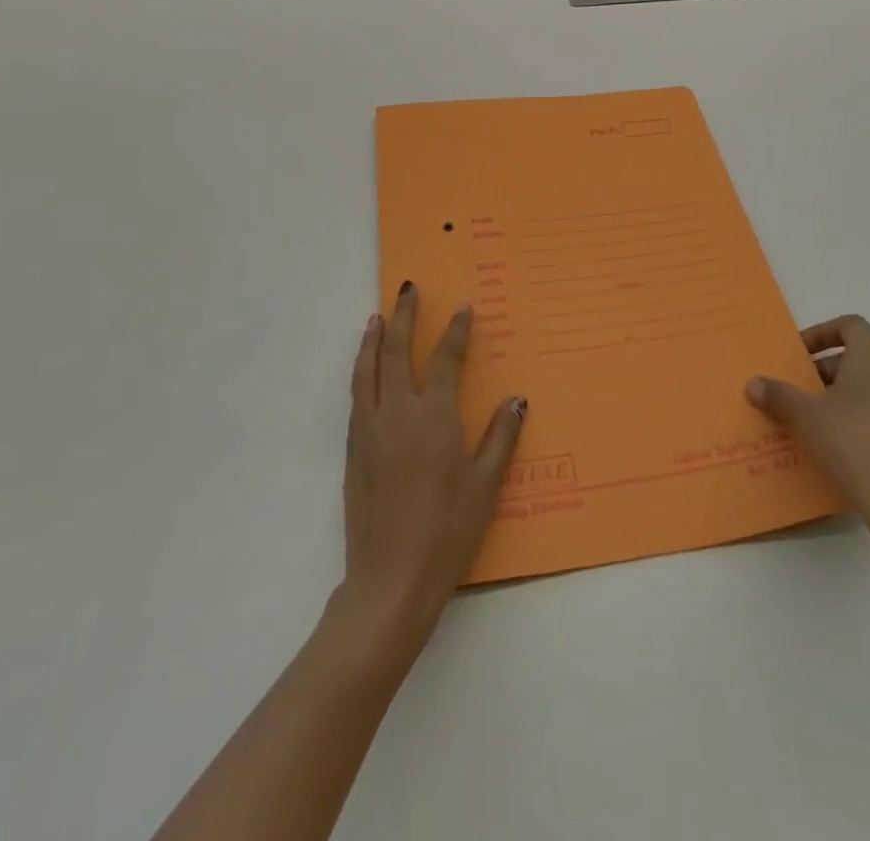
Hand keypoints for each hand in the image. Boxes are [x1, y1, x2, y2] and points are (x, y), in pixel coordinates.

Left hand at [335, 281, 526, 655]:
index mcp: (435, 417)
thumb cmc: (447, 533)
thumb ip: (500, 437)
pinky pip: (357, 395)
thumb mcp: (485, 486)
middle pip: (398, 350)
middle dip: (404, 316)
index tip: (463, 307)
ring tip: (378, 316)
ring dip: (374, 338)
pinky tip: (366, 368)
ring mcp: (370, 429)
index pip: (446, 359)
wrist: (389, 580)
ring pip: (368, 369)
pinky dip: (361, 369)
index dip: (456, 330)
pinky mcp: (354, 450)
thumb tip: (516, 399)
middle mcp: (398, 412)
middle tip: (408, 289)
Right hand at [746, 315, 869, 541]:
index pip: (849, 325)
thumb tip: (753, 383)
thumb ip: (778, 395)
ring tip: (824, 414)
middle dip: (831, 366)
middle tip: (805, 388)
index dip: (821, 334)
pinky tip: (850, 439)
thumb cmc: (853, 442)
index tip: (800, 355)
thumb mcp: (806, 416)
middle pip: (864, 353)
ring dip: (852, 389)